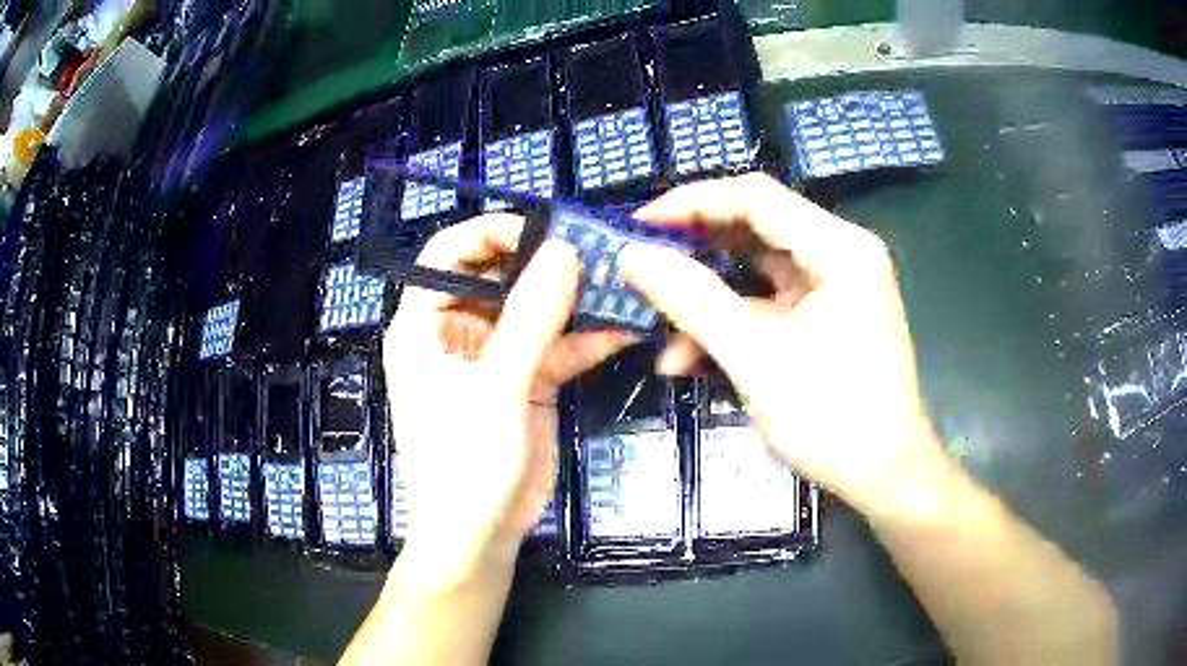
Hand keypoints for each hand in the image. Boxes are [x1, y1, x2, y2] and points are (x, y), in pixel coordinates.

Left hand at [383, 214, 632, 578]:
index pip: (447, 254)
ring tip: (622, 281)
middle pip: (498, 276)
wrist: (480, 536)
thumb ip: (531, 318)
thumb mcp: (497, 389)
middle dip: (546, 262)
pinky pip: (557, 346)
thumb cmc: (466, 465)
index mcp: (424, 325)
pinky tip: (625, 328)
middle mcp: (456, 331)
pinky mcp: (526, 380)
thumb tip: (564, 250)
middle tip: (598, 251)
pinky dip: (587, 337)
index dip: (490, 233)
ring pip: (534, 309)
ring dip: (574, 298)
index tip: (545, 228)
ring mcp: (495, 356)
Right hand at [620, 174, 944, 515]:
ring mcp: (835, 285)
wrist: (885, 476)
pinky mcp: (827, 315)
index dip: (691, 203)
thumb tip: (631, 257)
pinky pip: (770, 302)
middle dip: (695, 250)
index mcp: (838, 248)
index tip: (637, 226)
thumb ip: (690, 299)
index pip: (755, 197)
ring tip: (657, 322)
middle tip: (642, 265)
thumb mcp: (754, 357)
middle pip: (756, 228)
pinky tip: (690, 358)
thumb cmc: (831, 418)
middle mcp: (840, 253)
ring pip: (757, 268)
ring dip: (708, 295)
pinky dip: (732, 322)